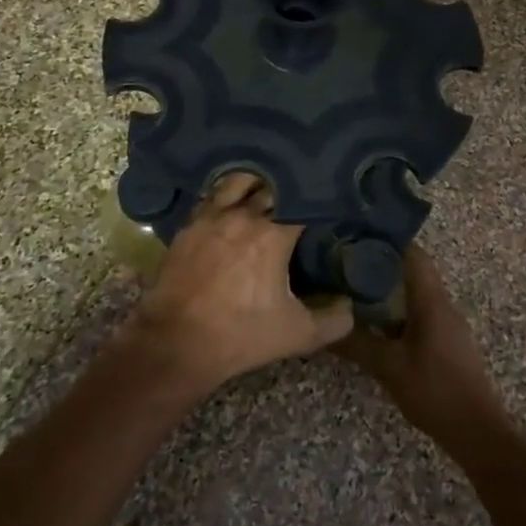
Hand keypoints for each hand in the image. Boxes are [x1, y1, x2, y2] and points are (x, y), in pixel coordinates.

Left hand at [119, 173, 352, 397]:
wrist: (176, 343)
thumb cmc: (241, 336)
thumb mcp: (297, 335)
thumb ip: (333, 320)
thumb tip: (349, 305)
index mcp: (274, 234)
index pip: (303, 201)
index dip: (316, 199)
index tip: (325, 204)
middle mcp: (243, 215)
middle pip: (271, 186)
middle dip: (288, 189)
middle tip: (300, 196)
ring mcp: (211, 217)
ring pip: (238, 182)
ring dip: (255, 183)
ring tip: (266, 190)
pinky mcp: (188, 227)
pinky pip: (211, 199)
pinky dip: (226, 197)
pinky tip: (232, 205)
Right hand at [335, 246, 507, 446]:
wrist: (478, 432)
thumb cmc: (435, 391)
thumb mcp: (389, 367)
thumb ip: (357, 344)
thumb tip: (323, 326)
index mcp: (432, 301)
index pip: (413, 255)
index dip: (387, 240)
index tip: (356, 234)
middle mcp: (442, 305)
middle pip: (413, 271)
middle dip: (381, 263)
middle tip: (345, 262)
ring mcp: (446, 325)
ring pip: (415, 294)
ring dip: (388, 288)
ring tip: (352, 288)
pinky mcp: (445, 343)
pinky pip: (418, 314)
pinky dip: (396, 310)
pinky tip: (373, 323)